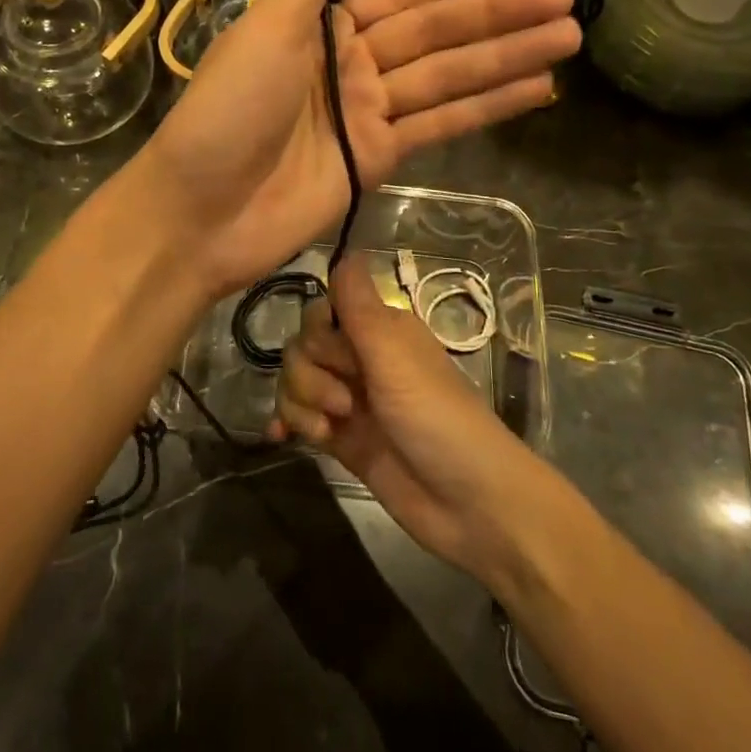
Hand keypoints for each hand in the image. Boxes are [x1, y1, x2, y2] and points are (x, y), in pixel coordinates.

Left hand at [137, 0, 578, 297]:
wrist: (200, 212)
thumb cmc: (227, 111)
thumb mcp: (266, 30)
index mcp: (322, 25)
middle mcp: (351, 62)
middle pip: (436, 33)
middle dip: (499, 16)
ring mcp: (368, 112)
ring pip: (449, 77)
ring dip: (506, 58)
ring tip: (567, 38)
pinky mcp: (380, 159)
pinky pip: (441, 126)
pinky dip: (486, 109)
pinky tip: (534, 89)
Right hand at [269, 259, 543, 581]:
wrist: (468, 504)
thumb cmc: (437, 417)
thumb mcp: (394, 356)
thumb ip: (360, 305)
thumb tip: (347, 247)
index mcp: (380, 330)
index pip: (323, 309)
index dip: (319, 332)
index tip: (340, 355)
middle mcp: (363, 358)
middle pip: (303, 346)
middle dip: (309, 374)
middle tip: (344, 403)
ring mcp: (351, 400)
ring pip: (297, 380)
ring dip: (301, 402)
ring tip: (328, 431)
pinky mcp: (342, 438)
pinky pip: (300, 415)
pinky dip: (289, 421)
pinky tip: (282, 436)